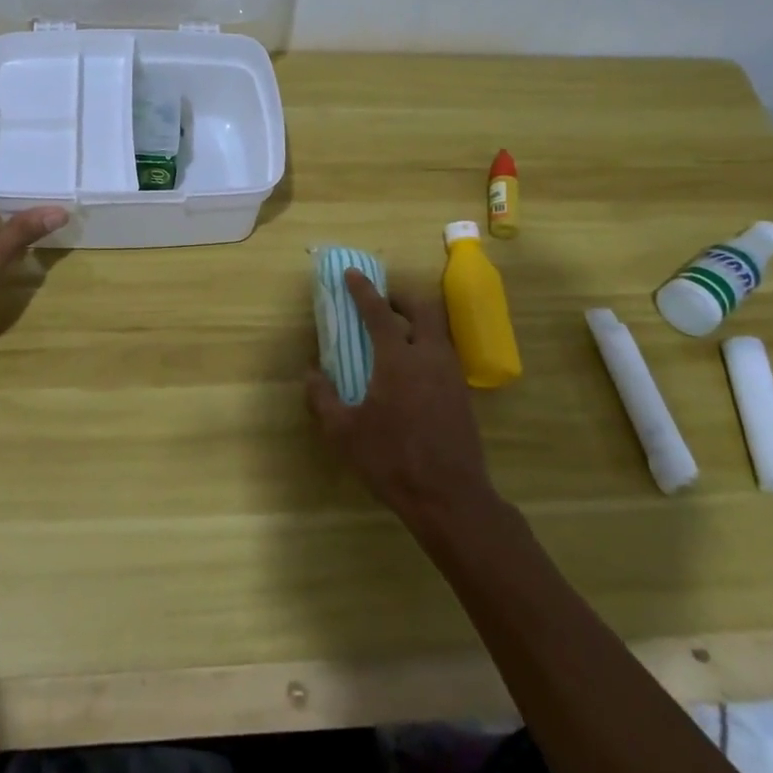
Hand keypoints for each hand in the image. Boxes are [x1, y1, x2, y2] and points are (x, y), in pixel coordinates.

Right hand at [306, 270, 497, 529]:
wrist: (451, 498)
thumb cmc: (392, 460)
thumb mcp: (344, 433)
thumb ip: (323, 398)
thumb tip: (310, 374)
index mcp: (399, 359)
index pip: (379, 312)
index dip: (363, 290)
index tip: (351, 274)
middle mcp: (429, 357)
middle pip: (423, 308)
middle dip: (401, 297)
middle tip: (381, 303)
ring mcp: (451, 374)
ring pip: (438, 330)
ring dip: (417, 321)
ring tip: (395, 335)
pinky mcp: (462, 394)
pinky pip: (444, 353)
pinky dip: (427, 345)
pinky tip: (412, 370)